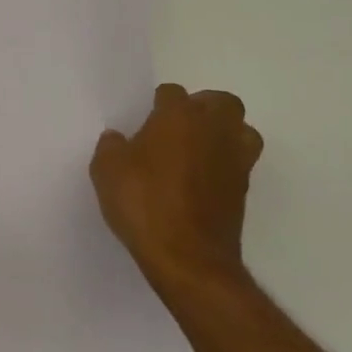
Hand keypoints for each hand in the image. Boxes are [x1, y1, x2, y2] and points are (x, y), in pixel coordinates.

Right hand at [91, 84, 263, 296]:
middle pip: (221, 102)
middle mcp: (213, 129)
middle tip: (180, 128)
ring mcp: (235, 160)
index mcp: (178, 116)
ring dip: (225, 134)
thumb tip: (118, 139)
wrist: (189, 259)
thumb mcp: (106, 171)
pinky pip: (240, 163)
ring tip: (200, 150)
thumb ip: (111, 146)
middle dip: (203, 108)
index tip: (146, 122)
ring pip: (242, 130)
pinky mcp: (245, 190)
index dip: (158, 105)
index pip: (172, 93)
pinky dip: (227, 164)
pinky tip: (204, 180)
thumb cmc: (145, 204)